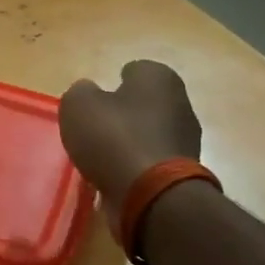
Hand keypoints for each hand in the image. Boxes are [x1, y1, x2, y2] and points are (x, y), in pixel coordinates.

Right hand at [59, 60, 202, 234]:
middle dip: (124, 113)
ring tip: (102, 156)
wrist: (152, 194)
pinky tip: (116, 176)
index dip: (113, 82)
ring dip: (131, 141)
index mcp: (159, 78)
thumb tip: (88, 93)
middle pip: (145, 103)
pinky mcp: (185, 171)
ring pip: (150, 132)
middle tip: (96, 127)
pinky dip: (136, 165)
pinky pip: (152, 160)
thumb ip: (80, 92)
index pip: (135, 69)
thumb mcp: (78, 105)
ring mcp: (186, 139)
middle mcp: (180, 102)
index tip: (97, 99)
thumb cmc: (114, 138)